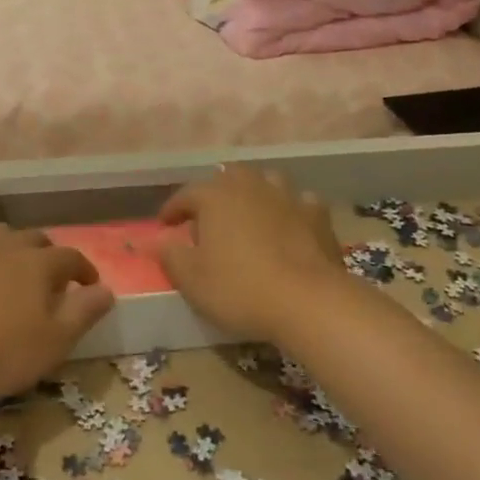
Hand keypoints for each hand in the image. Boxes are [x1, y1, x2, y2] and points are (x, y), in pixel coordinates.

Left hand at [0, 224, 112, 405]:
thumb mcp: (53, 342)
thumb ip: (83, 313)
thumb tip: (107, 290)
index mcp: (39, 265)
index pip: (71, 258)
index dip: (84, 270)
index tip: (91, 285)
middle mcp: (8, 246)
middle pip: (36, 240)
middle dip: (50, 255)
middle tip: (54, 279)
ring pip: (0, 233)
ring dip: (14, 244)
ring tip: (16, 264)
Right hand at [158, 165, 349, 343]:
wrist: (309, 302)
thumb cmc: (240, 289)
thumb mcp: (192, 280)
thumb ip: (171, 256)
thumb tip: (162, 240)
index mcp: (215, 196)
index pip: (185, 194)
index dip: (172, 209)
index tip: (165, 225)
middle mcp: (250, 186)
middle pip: (228, 177)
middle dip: (216, 193)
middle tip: (209, 217)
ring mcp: (287, 197)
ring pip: (266, 182)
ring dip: (255, 194)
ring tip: (249, 215)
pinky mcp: (317, 216)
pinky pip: (300, 203)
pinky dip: (291, 211)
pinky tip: (290, 226)